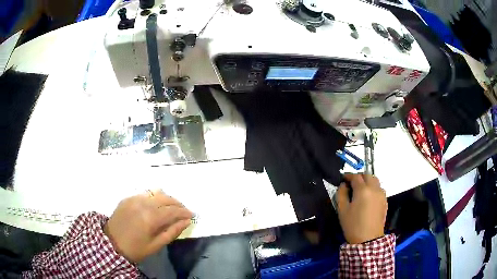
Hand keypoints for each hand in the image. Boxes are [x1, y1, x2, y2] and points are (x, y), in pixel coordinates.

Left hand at [104, 190, 192, 262]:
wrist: (111, 243)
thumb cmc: (135, 248)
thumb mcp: (156, 245)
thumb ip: (172, 232)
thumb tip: (186, 221)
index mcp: (150, 218)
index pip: (172, 210)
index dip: (184, 212)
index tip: (192, 215)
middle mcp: (143, 204)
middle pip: (166, 198)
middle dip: (178, 203)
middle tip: (184, 211)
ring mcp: (134, 199)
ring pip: (156, 193)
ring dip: (167, 198)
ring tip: (172, 207)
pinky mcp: (128, 198)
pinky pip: (145, 194)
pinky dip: (155, 197)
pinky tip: (157, 205)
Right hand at [336, 173, 386, 243]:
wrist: (368, 239)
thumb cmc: (353, 225)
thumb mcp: (342, 210)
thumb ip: (341, 194)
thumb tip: (343, 185)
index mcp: (363, 190)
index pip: (355, 176)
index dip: (348, 176)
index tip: (343, 178)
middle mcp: (374, 188)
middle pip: (367, 175)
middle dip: (359, 176)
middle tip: (352, 183)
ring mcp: (382, 194)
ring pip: (375, 181)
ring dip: (367, 181)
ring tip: (361, 189)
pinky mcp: (385, 200)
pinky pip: (379, 189)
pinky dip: (373, 188)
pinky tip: (368, 197)